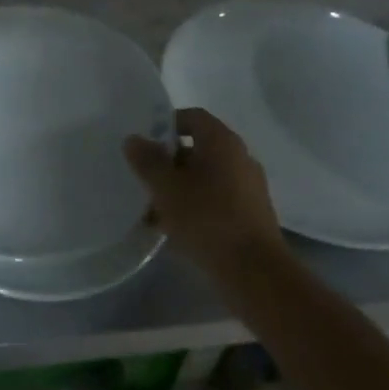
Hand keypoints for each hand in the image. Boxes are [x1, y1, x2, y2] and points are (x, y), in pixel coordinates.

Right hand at [124, 108, 284, 275]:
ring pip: (205, 178)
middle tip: (144, 177)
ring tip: (152, 209)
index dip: (166, 124)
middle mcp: (240, 158)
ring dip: (179, 188)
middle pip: (198, 149)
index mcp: (222, 142)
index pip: (192, 117)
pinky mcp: (251, 216)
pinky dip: (195, 207)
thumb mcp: (166, 187)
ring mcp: (248, 188)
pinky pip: (216, 200)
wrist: (254, 273)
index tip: (145, 142)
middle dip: (168, 162)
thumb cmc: (206, 218)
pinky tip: (173, 229)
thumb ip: (147, 160)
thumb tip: (134, 139)